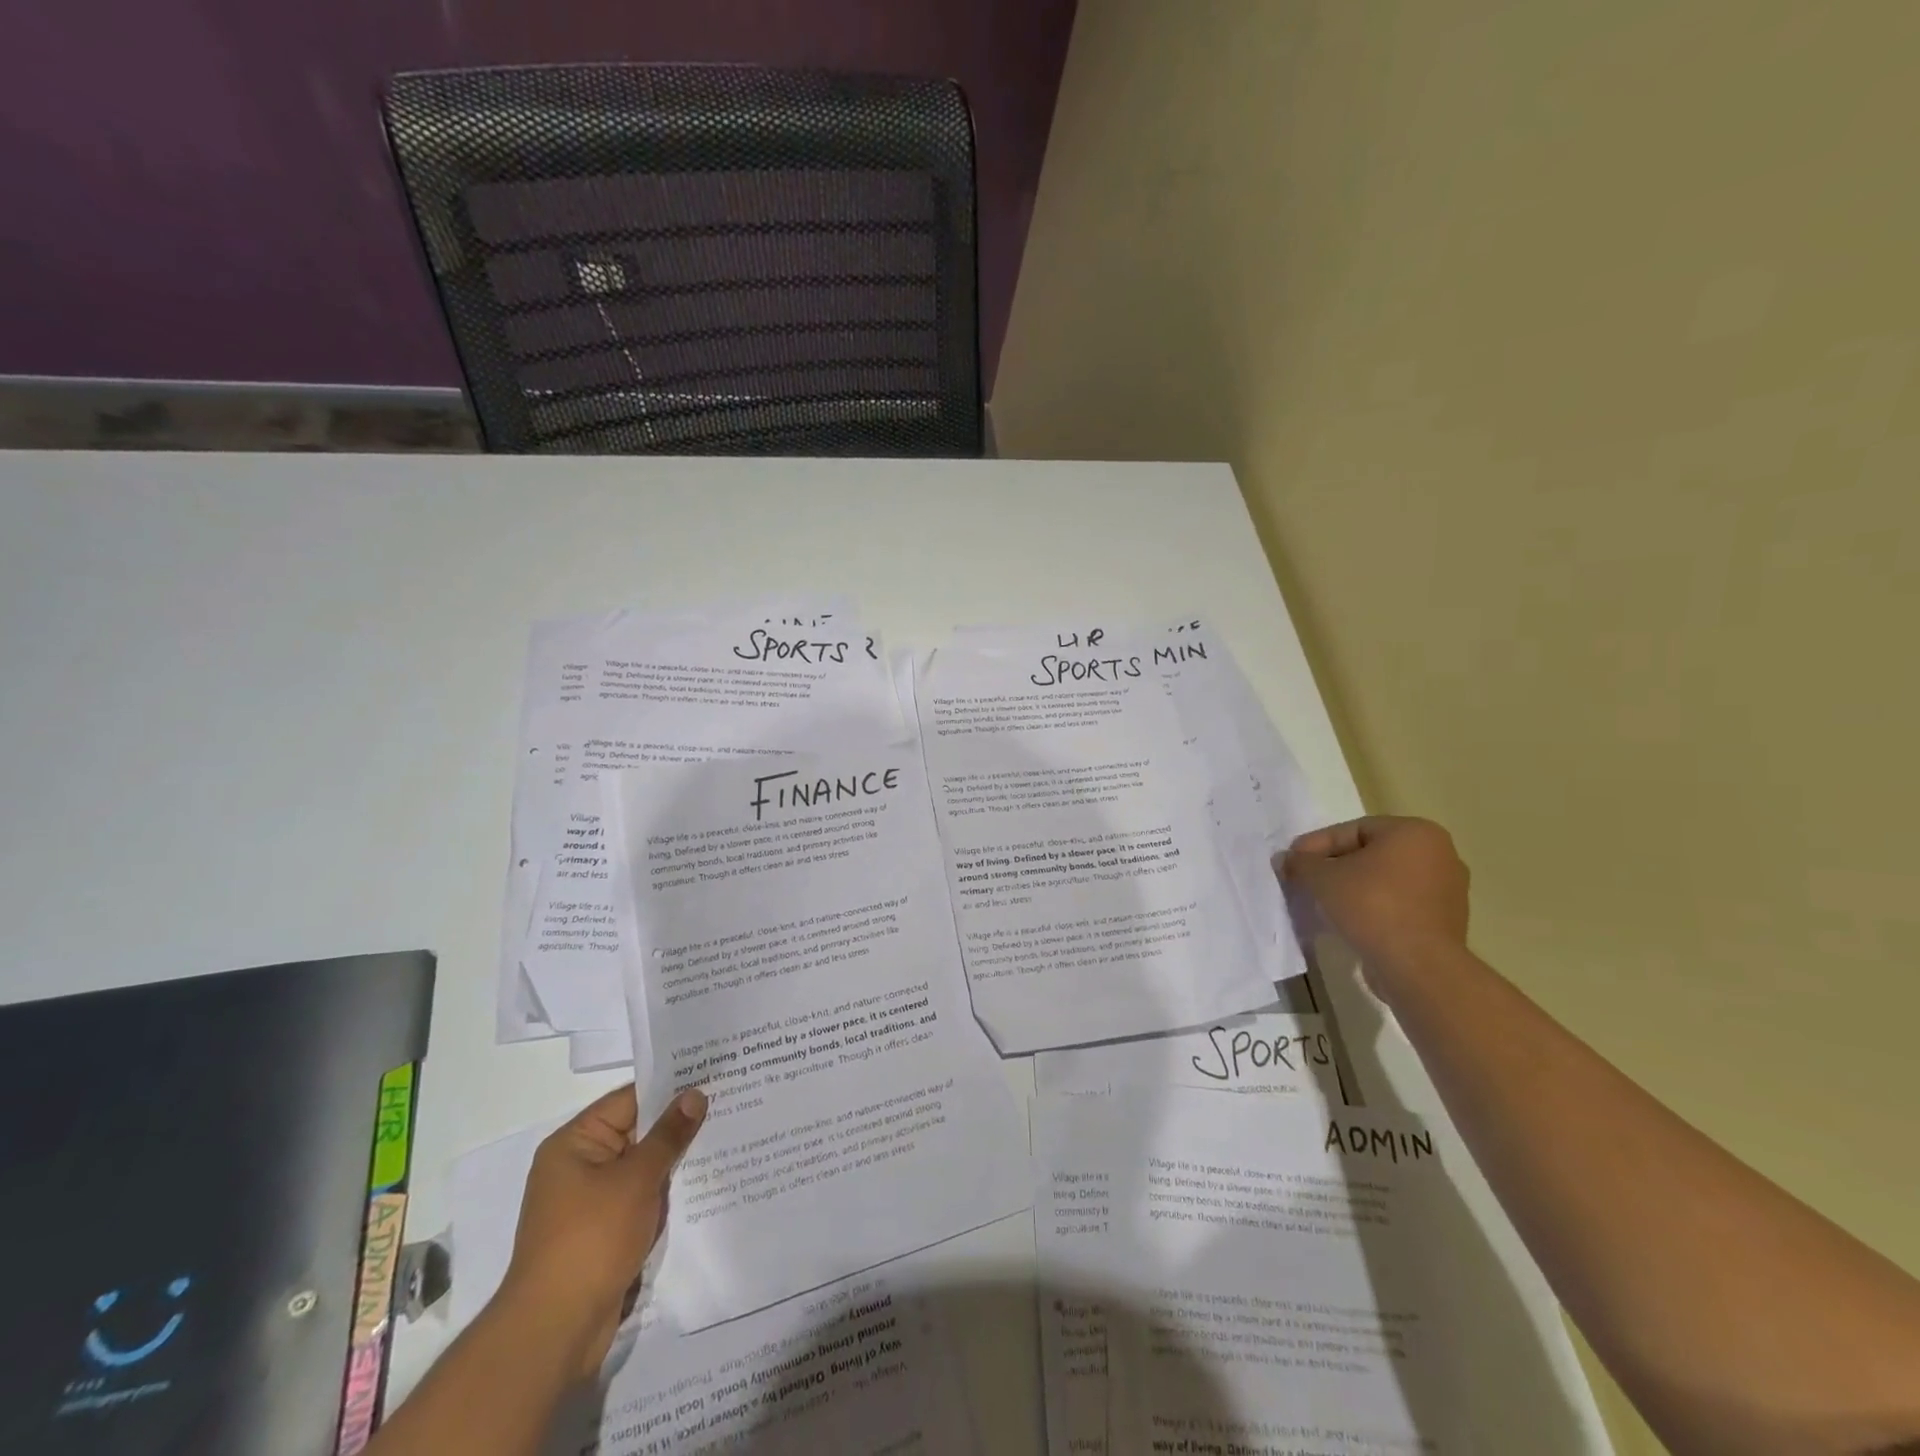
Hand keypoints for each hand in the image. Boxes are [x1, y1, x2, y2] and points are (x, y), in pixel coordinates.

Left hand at [497, 1084, 706, 1379]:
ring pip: (643, 1167)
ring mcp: (590, 1201)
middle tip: (729, 1103)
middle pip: (637, 1132)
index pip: (630, 1100)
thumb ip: (669, 1135)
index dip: (671, 1088)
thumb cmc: (591, 1240)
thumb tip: (694, 1094)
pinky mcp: (603, 1232)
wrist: (555, 1331)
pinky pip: (641, 1197)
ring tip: (726, 1138)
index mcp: (574, 1143)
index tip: (713, 1075)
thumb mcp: (636, 1179)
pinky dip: (666, 1192)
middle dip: (679, 1125)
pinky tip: (704, 1184)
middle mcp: (579, 1166)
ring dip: (676, 1161)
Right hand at [1279, 816, 1469, 995]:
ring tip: (1323, 902)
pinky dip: (1374, 907)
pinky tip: (1350, 921)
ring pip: (1385, 880)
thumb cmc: (1371, 906)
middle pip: (1371, 853)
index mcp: (1415, 832)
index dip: (1316, 844)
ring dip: (1353, 887)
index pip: (1353, 830)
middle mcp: (1440, 854)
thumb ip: (1301, 863)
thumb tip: (1286, 859)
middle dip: (1335, 866)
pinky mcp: (1446, 920)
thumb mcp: (1322, 878)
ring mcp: (1448, 889)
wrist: (1418, 967)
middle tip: (1306, 879)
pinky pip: (1400, 903)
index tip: (1293, 861)